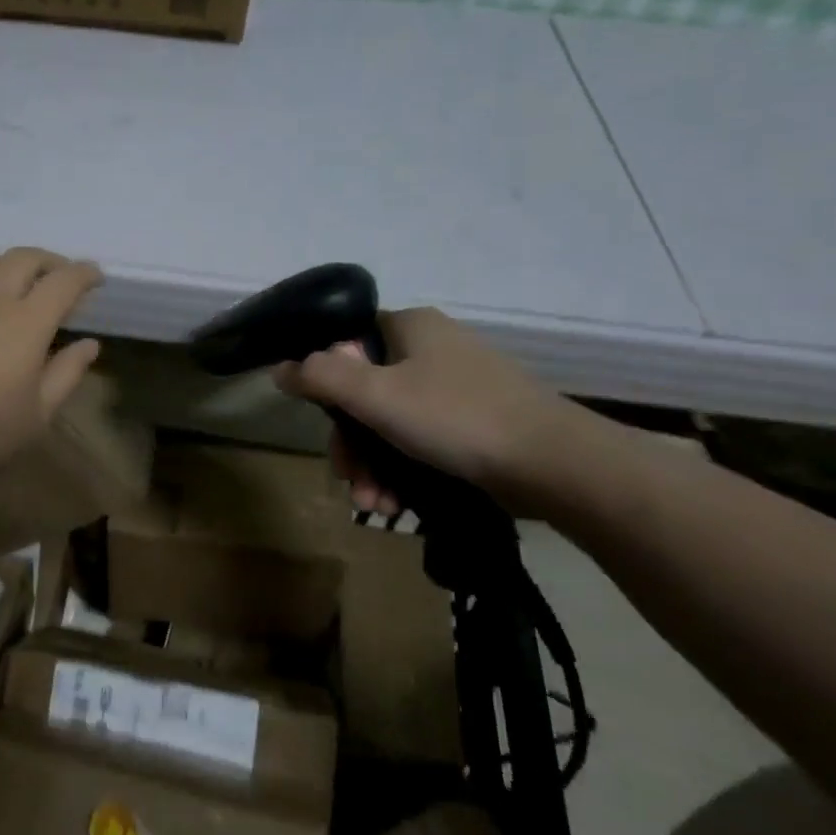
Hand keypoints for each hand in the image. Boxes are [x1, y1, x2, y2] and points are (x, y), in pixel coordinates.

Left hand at [0, 249, 103, 496]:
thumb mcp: (38, 413)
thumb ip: (67, 372)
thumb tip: (89, 344)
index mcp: (25, 323)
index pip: (63, 282)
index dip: (84, 274)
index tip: (96, 278)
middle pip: (24, 259)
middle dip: (50, 261)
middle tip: (61, 276)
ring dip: (10, 265)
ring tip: (19, 282)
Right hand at [272, 308, 583, 513]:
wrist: (554, 464)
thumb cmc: (456, 418)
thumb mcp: (376, 395)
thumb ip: (321, 377)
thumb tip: (281, 367)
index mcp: (411, 328)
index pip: (349, 343)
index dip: (327, 382)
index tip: (324, 422)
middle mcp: (433, 351)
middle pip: (367, 393)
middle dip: (351, 444)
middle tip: (349, 479)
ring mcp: (458, 389)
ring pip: (393, 425)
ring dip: (374, 468)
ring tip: (376, 506)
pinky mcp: (476, 426)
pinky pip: (422, 443)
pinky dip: (404, 473)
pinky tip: (400, 507)